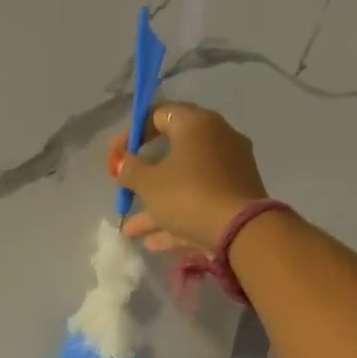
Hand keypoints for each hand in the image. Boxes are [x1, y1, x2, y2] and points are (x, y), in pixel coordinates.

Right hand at [108, 102, 268, 253]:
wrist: (241, 232)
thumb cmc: (188, 195)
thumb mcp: (149, 183)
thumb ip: (129, 169)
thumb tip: (120, 161)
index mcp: (197, 124)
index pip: (159, 115)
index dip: (133, 133)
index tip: (115, 156)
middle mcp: (217, 139)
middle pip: (172, 153)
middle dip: (144, 177)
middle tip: (125, 190)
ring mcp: (229, 170)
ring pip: (184, 184)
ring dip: (155, 206)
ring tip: (131, 231)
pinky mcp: (235, 198)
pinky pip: (199, 202)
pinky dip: (177, 218)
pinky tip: (153, 242)